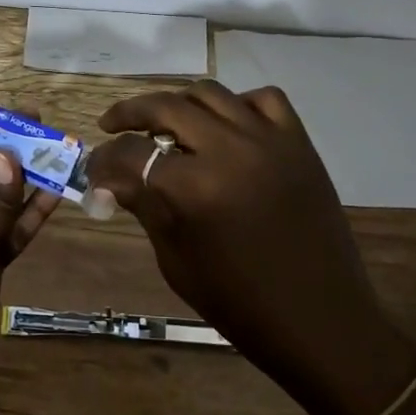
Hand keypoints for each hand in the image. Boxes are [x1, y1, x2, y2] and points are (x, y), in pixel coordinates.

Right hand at [85, 82, 415, 414]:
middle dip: (129, 113)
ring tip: (165, 123)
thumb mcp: (177, 260)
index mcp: (195, 188)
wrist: (321, 320)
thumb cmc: (240, 303)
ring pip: (210, 93)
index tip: (93, 168)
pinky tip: (227, 127)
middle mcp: (230, 150)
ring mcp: (269, 140)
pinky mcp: (299, 142)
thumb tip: (108, 180)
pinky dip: (238, 104)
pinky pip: (263, 99)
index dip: (103, 160)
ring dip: (179, 104)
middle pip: (166, 107)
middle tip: (113, 125)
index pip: (130, 154)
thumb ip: (144, 206)